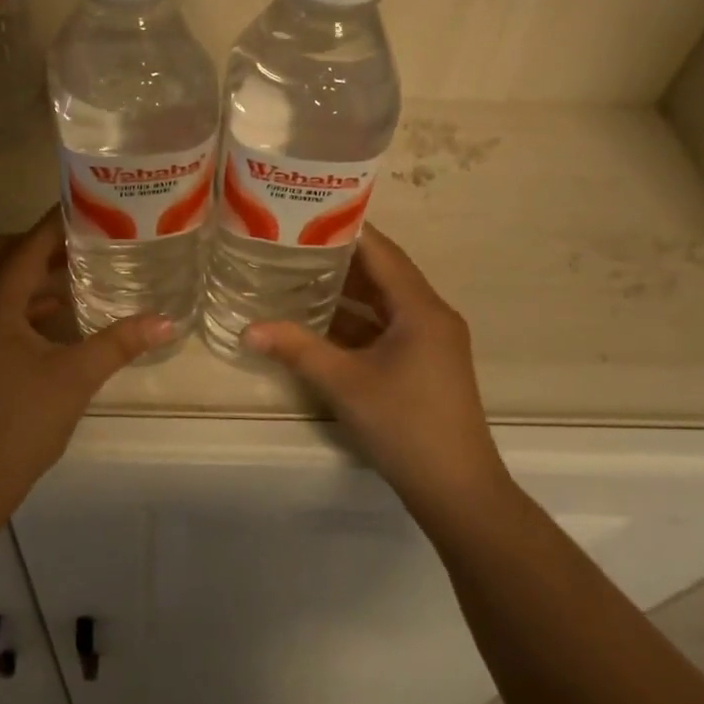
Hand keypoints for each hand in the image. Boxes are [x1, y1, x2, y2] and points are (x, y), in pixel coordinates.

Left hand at [0, 208, 171, 509]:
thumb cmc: (21, 423)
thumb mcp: (75, 379)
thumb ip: (119, 343)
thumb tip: (166, 321)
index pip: (26, 247)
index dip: (55, 224)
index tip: (86, 206)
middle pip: (0, 254)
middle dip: (37, 242)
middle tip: (80, 240)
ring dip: (26, 272)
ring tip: (73, 272)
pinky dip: (17, 302)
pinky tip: (53, 317)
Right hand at [243, 225, 509, 518]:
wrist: (457, 490)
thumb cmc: (404, 424)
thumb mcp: (344, 383)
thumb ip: (296, 349)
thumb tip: (247, 329)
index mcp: (420, 308)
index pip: (380, 251)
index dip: (345, 229)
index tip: (305, 213)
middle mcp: (430, 315)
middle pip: (382, 272)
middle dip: (338, 257)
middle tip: (291, 241)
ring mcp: (429, 341)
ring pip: (382, 302)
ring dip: (345, 290)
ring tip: (297, 272)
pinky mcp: (423, 363)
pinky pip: (385, 326)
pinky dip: (354, 320)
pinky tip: (318, 320)